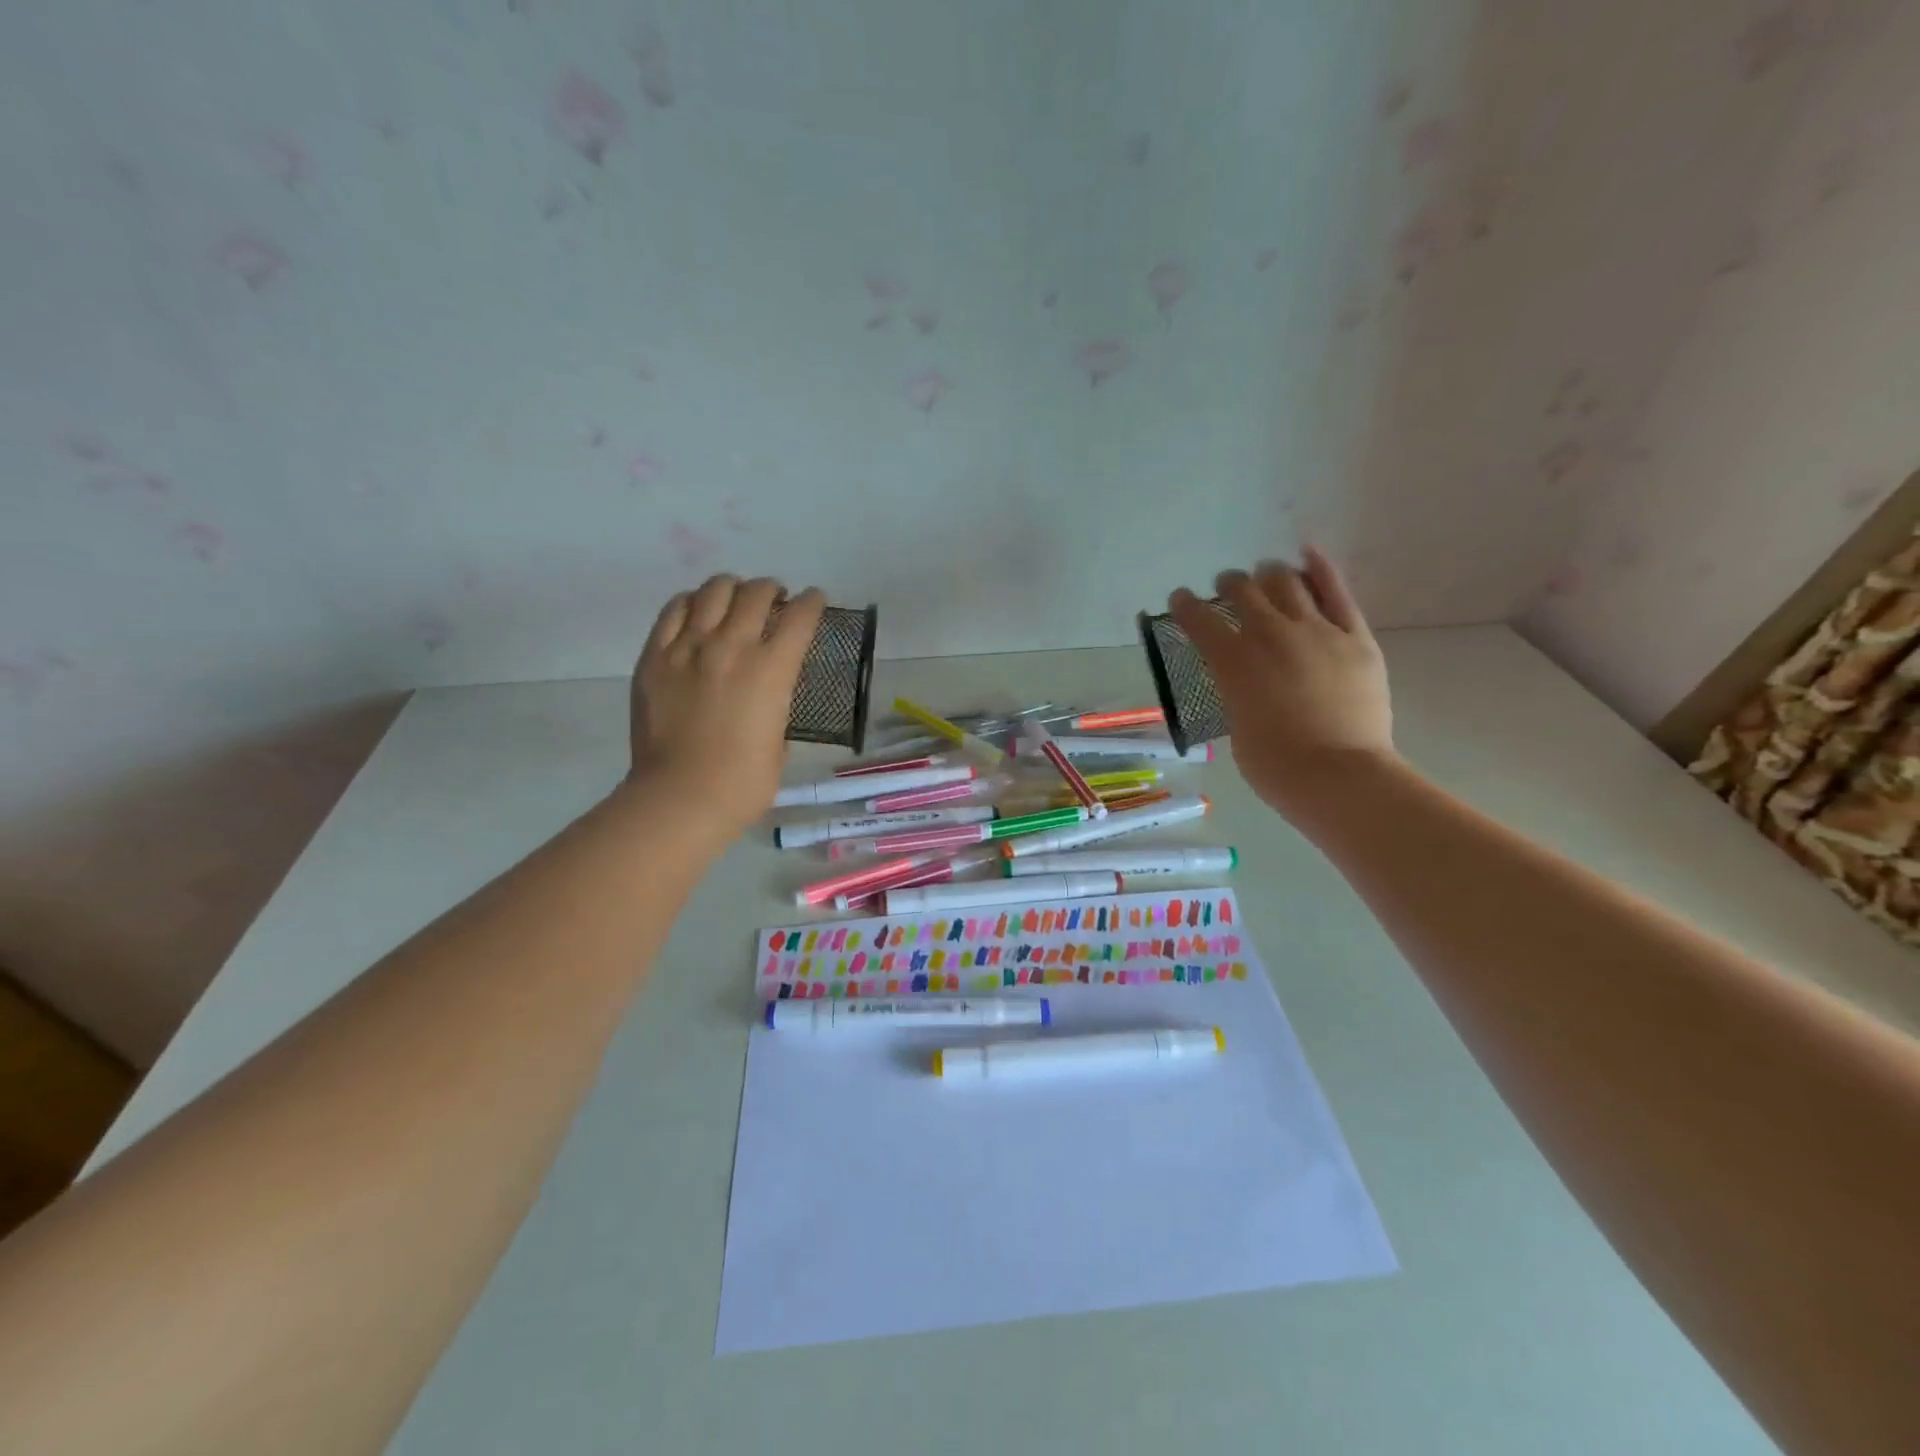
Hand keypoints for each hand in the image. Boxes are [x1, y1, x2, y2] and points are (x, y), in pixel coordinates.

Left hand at [626, 575, 823, 838]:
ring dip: (733, 589)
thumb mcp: (779, 743)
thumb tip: (766, 701)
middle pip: (757, 592)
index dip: (813, 602)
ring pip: (714, 590)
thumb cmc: (742, 784)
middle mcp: (733, 646)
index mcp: (772, 670)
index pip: (801, 616)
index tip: (814, 600)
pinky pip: (674, 610)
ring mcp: (689, 647)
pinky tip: (698, 611)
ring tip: (735, 600)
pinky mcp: (655, 656)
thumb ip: (776, 709)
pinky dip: (692, 602)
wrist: (680, 798)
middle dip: (773, 590)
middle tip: (775, 601)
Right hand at [1169, 548, 1395, 825]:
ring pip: (1286, 582)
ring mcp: (1316, 631)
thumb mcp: (1238, 728)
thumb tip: (1246, 684)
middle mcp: (1270, 635)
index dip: (1185, 606)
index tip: (1181, 599)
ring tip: (1266, 577)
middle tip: (1227, 587)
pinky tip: (1307, 554)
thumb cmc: (1276, 767)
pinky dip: (1319, 568)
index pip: (1200, 620)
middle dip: (1229, 584)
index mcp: (1233, 663)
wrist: (1340, 776)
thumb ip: (1237, 694)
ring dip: (1269, 575)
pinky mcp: (1355, 637)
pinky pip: (1336, 592)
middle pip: (1243, 590)